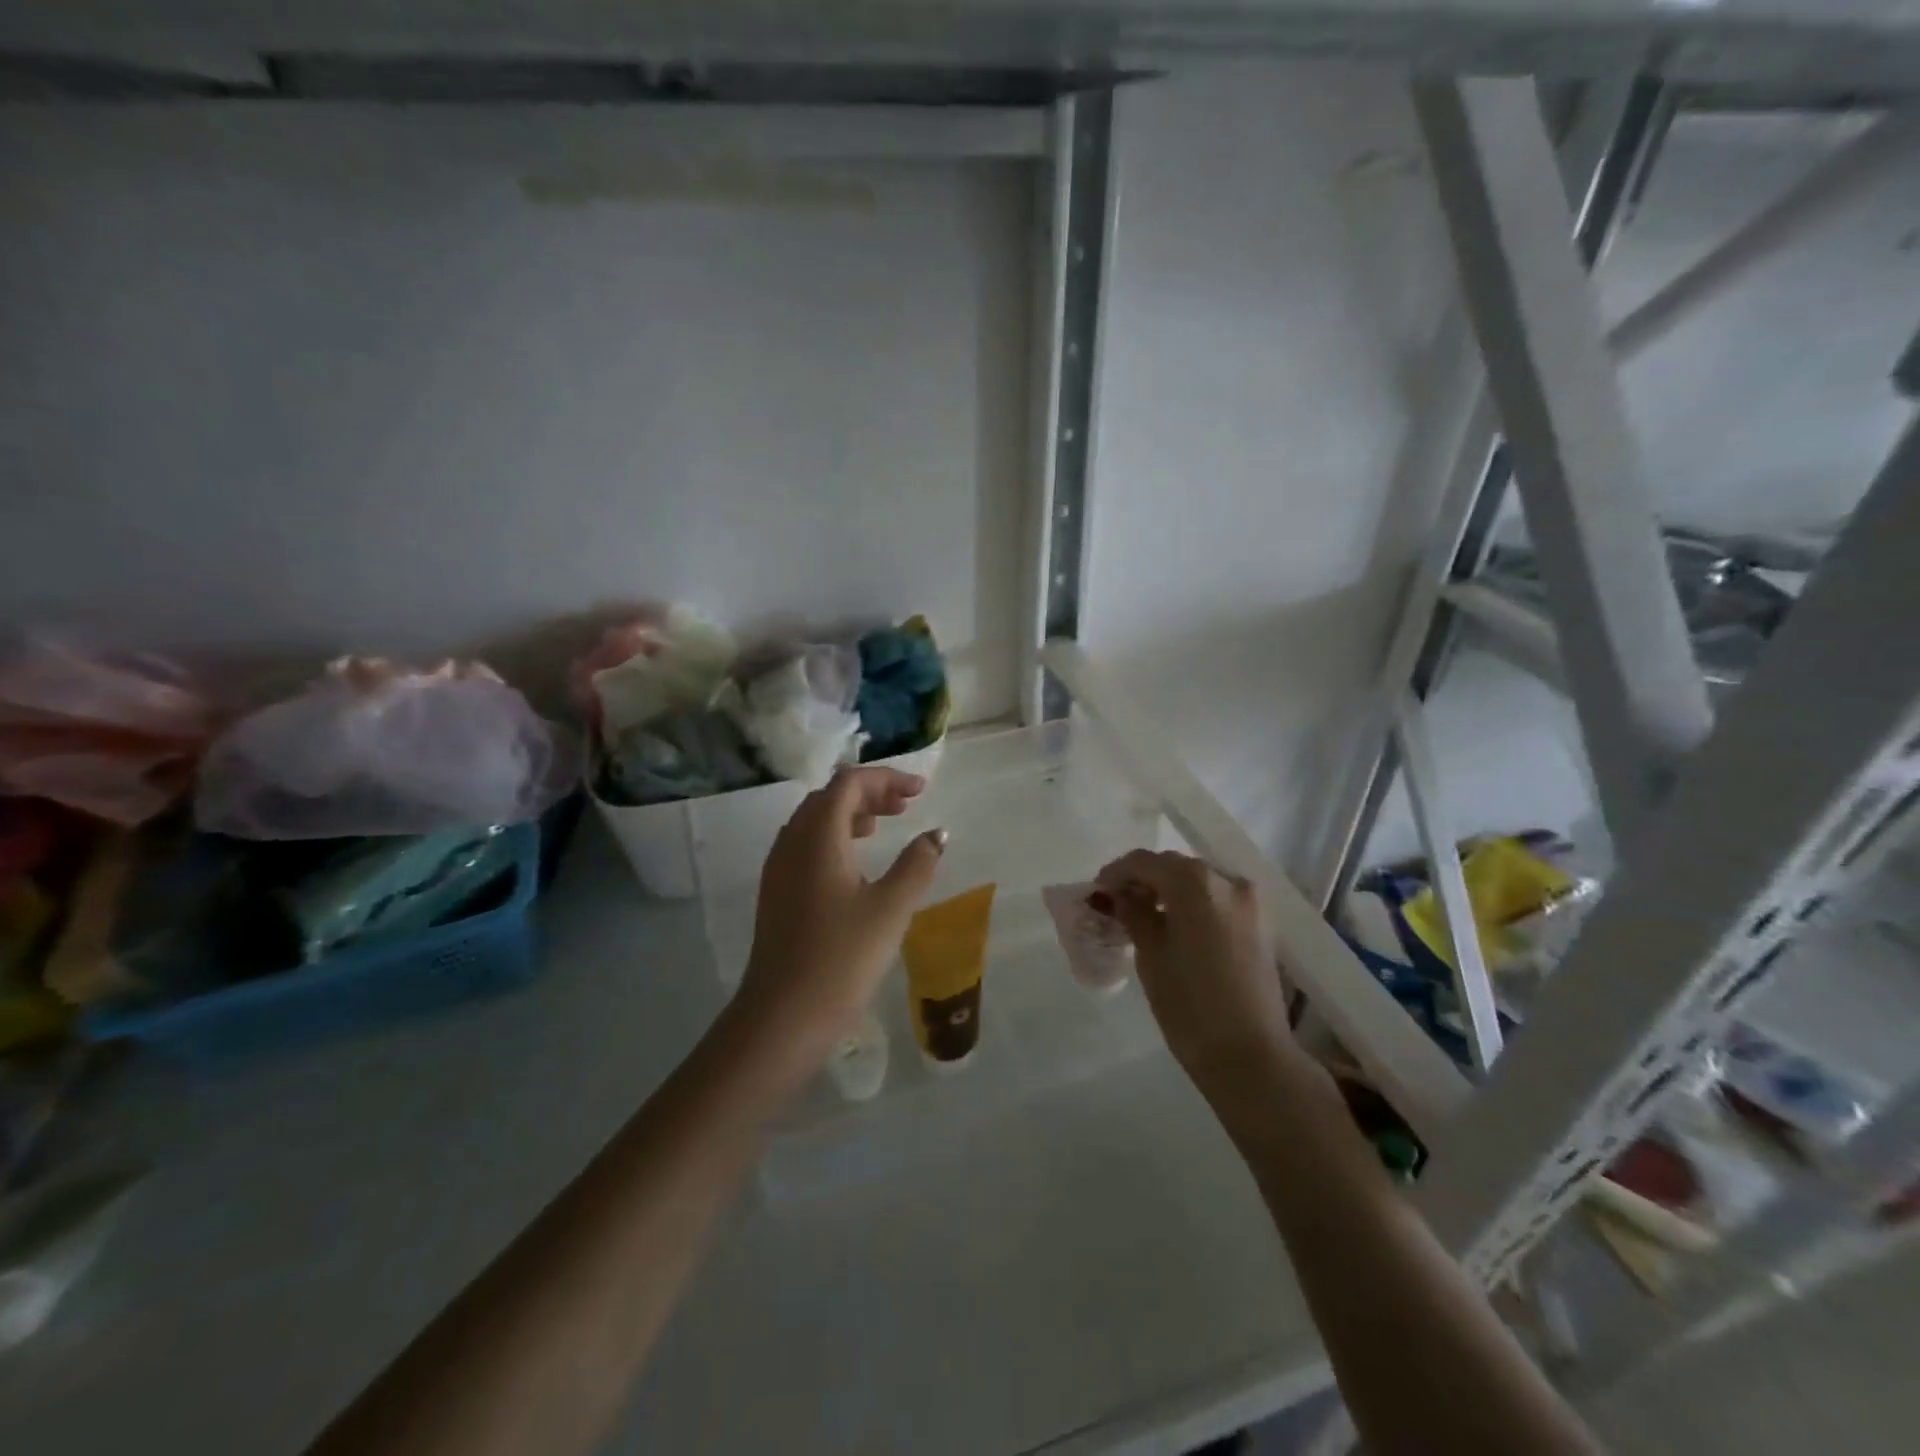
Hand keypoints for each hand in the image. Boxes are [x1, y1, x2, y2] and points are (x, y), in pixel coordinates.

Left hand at [733, 767, 945, 1070]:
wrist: (783, 1016)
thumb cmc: (842, 957)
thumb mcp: (891, 908)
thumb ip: (918, 864)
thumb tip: (936, 835)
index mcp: (818, 836)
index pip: (849, 783)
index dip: (887, 779)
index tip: (921, 790)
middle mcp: (791, 842)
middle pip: (829, 797)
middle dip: (869, 793)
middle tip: (905, 805)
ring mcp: (778, 868)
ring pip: (814, 820)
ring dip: (850, 814)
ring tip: (883, 826)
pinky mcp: (777, 893)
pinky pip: (805, 845)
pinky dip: (834, 838)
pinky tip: (856, 865)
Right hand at [1095, 850, 1299, 1098]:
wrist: (1250, 1056)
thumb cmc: (1189, 1004)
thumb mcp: (1150, 954)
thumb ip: (1133, 913)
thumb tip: (1120, 894)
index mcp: (1196, 882)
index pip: (1145, 862)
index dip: (1116, 873)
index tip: (1097, 892)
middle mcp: (1227, 880)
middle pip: (1175, 867)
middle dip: (1144, 880)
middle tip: (1117, 904)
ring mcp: (1250, 902)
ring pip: (1198, 882)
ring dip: (1170, 892)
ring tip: (1145, 917)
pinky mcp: (1261, 924)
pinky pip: (1218, 900)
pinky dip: (1194, 905)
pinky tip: (1175, 927)